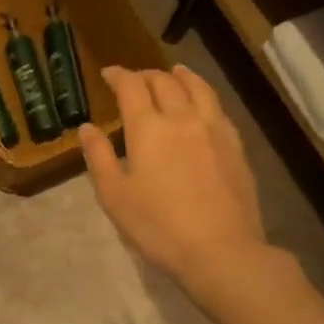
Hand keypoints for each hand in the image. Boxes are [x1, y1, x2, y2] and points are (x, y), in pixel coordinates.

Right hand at [78, 65, 268, 295]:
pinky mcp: (235, 146)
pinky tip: (202, 105)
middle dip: (146, 75)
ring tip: (174, 73)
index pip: (131, 86)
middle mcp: (182, 117)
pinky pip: (217, 108)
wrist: (221, 250)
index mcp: (148, 127)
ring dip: (181, 76)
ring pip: (198, 88)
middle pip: (165, 81)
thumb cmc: (158, 226)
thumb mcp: (115, 196)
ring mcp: (214, 129)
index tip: (108, 74)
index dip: (118, 75)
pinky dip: (204, 95)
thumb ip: (99, 157)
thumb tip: (87, 127)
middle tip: (135, 80)